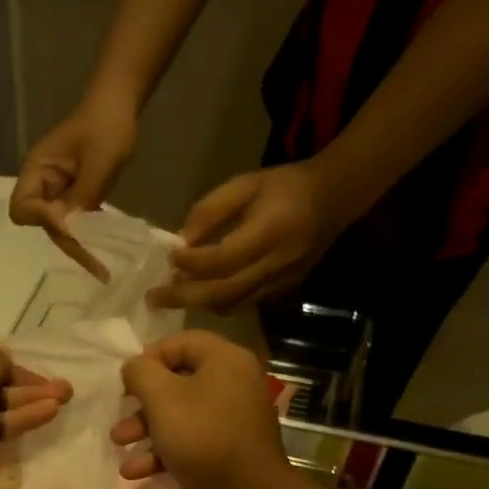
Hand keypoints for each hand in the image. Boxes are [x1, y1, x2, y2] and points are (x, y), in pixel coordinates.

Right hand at [9, 91, 138, 280]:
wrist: (120, 104)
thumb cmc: (107, 126)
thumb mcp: (99, 162)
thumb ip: (81, 196)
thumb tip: (67, 230)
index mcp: (38, 171)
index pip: (23, 208)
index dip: (43, 220)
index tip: (71, 225)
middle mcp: (42, 185)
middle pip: (43, 224)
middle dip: (68, 244)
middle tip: (97, 268)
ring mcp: (58, 192)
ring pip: (60, 227)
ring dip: (79, 245)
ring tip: (103, 268)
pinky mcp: (73, 196)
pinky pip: (74, 221)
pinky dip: (87, 236)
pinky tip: (104, 250)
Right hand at [111, 331, 289, 488]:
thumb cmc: (201, 435)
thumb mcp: (161, 397)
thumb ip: (141, 373)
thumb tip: (134, 366)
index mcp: (225, 360)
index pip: (181, 342)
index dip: (148, 357)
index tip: (125, 381)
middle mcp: (234, 384)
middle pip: (178, 383)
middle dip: (141, 405)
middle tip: (119, 418)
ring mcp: (233, 420)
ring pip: (181, 416)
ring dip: (146, 432)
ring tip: (120, 449)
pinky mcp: (228, 451)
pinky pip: (192, 442)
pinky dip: (164, 453)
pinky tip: (136, 473)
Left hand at [151, 161, 339, 312]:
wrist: (334, 199)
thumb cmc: (285, 186)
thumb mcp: (246, 184)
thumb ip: (212, 209)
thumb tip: (182, 239)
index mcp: (268, 232)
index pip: (222, 258)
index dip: (192, 263)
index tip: (170, 258)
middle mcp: (274, 264)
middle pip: (223, 291)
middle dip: (185, 297)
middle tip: (154, 298)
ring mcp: (280, 282)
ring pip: (232, 304)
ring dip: (199, 303)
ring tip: (171, 298)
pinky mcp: (283, 292)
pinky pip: (244, 305)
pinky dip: (218, 303)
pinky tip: (200, 296)